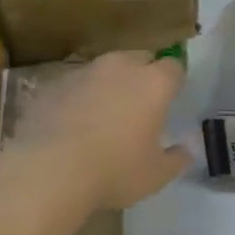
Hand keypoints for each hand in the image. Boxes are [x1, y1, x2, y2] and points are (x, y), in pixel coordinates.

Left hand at [5, 51, 190, 214]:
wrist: (48, 172)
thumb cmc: (114, 171)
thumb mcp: (155, 175)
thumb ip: (175, 159)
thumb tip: (185, 151)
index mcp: (153, 83)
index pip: (174, 67)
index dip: (174, 81)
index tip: (171, 99)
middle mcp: (120, 67)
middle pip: (139, 59)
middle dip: (143, 75)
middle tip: (140, 105)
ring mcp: (84, 72)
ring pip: (105, 69)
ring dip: (109, 84)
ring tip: (104, 114)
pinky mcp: (53, 85)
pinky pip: (75, 85)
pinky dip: (79, 97)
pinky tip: (73, 124)